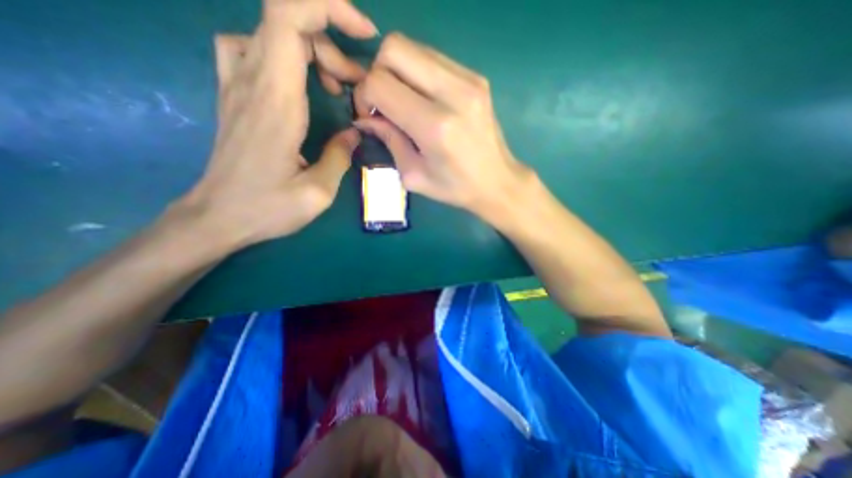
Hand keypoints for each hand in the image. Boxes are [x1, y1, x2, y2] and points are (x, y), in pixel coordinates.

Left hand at [178, 1, 377, 246]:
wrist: (217, 217)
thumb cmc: (267, 208)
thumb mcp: (318, 192)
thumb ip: (339, 157)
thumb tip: (353, 133)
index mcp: (276, 101)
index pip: (289, 17)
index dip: (329, 8)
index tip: (364, 33)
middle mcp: (251, 81)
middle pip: (288, 23)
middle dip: (333, 44)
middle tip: (354, 88)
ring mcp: (236, 84)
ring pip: (272, 33)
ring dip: (313, 51)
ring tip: (333, 88)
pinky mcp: (233, 95)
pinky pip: (251, 48)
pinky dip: (282, 53)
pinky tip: (297, 83)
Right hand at [350, 32, 526, 213]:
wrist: (497, 181)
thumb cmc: (455, 187)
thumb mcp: (414, 175)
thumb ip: (388, 141)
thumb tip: (366, 117)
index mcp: (434, 126)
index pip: (380, 83)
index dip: (365, 96)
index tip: (371, 116)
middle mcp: (452, 93)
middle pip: (394, 49)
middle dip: (378, 74)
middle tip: (385, 104)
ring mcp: (468, 80)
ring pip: (413, 47)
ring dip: (398, 71)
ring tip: (404, 102)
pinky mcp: (476, 77)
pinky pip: (433, 58)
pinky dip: (418, 73)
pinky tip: (423, 99)